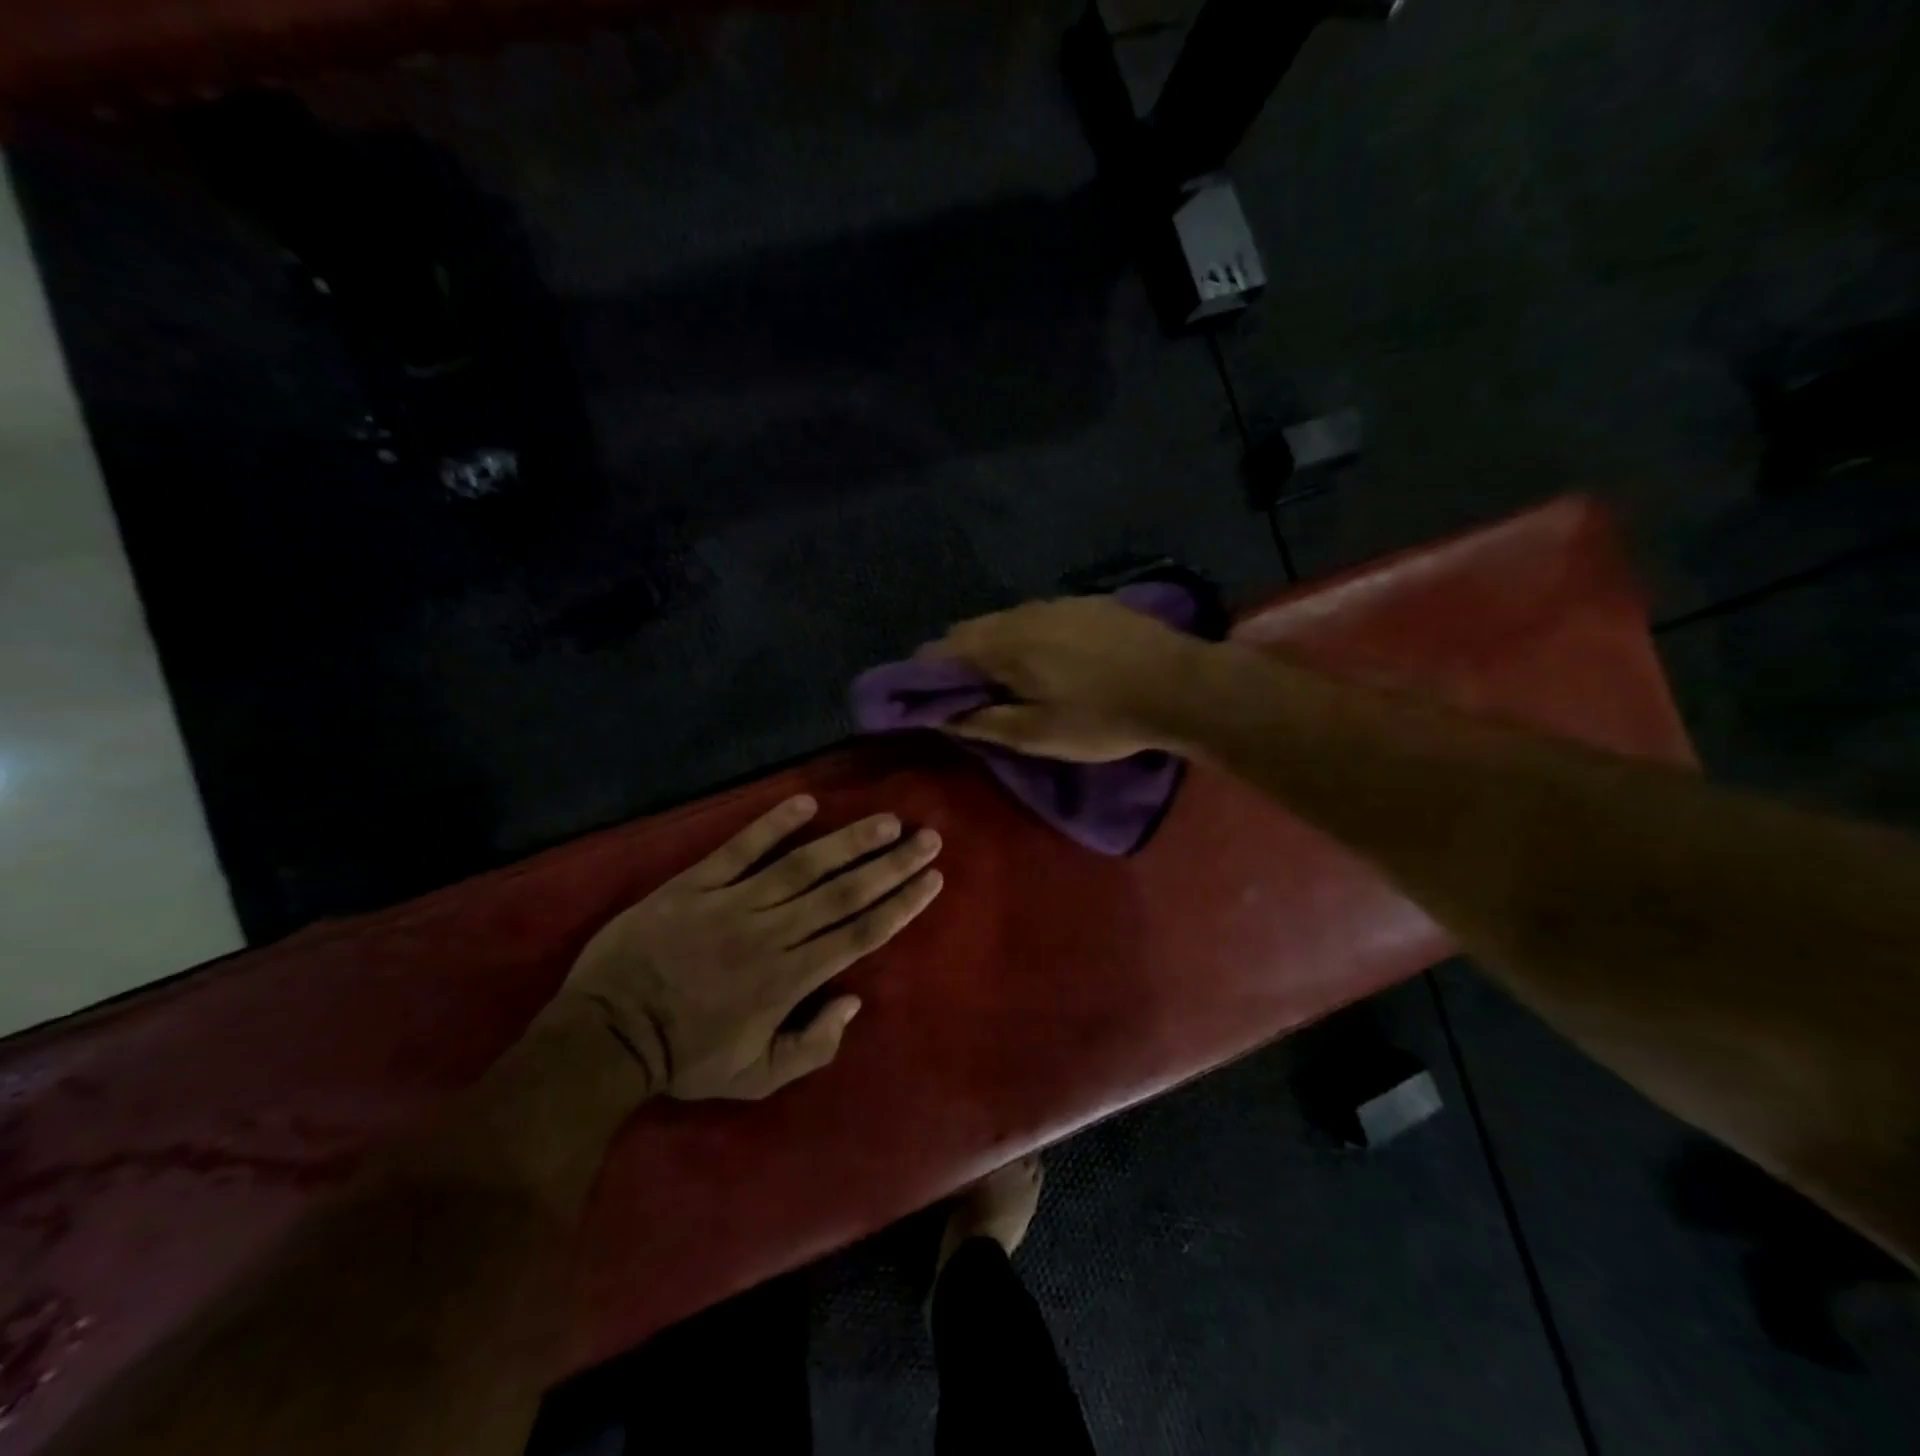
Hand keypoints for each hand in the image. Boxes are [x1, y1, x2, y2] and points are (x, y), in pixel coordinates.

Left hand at [558, 795, 942, 1100]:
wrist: (605, 1035)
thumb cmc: (685, 1057)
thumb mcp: (756, 1077)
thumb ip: (812, 1046)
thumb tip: (852, 999)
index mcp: (789, 980)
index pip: (859, 934)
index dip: (900, 905)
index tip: (932, 879)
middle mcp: (771, 934)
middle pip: (843, 894)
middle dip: (891, 865)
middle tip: (927, 838)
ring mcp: (732, 904)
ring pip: (802, 866)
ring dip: (847, 841)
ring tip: (885, 820)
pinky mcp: (695, 885)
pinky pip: (738, 849)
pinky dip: (771, 825)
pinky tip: (805, 801)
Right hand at [933, 597, 1209, 760]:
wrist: (1182, 686)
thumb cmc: (1104, 719)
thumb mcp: (1039, 735)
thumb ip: (986, 723)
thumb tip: (945, 716)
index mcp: (1006, 645)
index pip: (944, 649)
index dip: (927, 673)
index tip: (927, 696)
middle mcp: (1024, 613)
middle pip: (972, 629)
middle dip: (959, 658)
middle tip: (966, 693)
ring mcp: (1060, 603)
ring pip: (1007, 620)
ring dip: (994, 645)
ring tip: (1006, 677)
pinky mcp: (1089, 603)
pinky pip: (1040, 616)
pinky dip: (1027, 635)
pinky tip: (1048, 658)